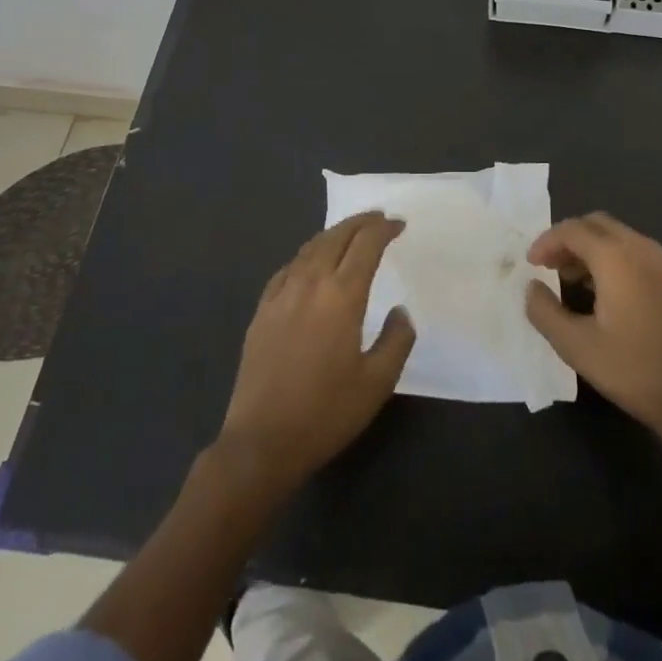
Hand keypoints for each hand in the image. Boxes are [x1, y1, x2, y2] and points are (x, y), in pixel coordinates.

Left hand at [217, 212, 415, 493]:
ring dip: (333, 234)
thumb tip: (400, 311)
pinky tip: (310, 263)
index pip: (366, 245)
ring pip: (310, 248)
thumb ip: (396, 340)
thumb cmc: (326, 413)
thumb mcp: (377, 383)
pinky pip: (287, 269)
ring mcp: (280, 296)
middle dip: (360, 222)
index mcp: (342, 296)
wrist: (262, 442)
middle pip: (336, 237)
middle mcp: (310, 284)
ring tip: (349, 233)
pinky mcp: (261, 312)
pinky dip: (306, 255)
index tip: (399, 225)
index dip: (384, 229)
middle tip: (378, 218)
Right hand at [525, 212, 661, 448]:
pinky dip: (615, 260)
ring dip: (592, 249)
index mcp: (617, 257)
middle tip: (550, 266)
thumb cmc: (633, 370)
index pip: (573, 230)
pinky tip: (609, 295)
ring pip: (620, 237)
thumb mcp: (576, 346)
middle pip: (597, 225)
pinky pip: (639, 253)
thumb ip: (545, 312)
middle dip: (569, 239)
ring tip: (575, 281)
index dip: (547, 241)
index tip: (531, 263)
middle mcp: (643, 248)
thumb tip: (532, 287)